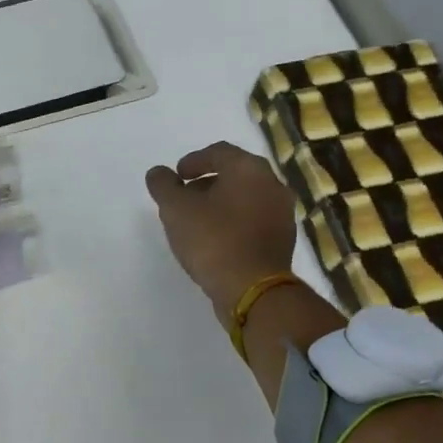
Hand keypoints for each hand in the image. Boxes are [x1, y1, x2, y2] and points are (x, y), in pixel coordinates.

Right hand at [145, 141, 297, 312]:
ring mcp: (282, 212)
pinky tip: (216, 239)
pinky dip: (235, 221)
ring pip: (246, 197)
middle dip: (207, 183)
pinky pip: (254, 219)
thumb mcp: (176, 209)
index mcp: (249, 168)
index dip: (193, 161)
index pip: (219, 152)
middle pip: (235, 174)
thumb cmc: (213, 240)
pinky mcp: (283, 239)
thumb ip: (164, 185)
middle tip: (184, 197)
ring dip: (221, 203)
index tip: (177, 176)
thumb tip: (158, 173)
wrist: (253, 290)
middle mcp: (271, 184)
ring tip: (197, 220)